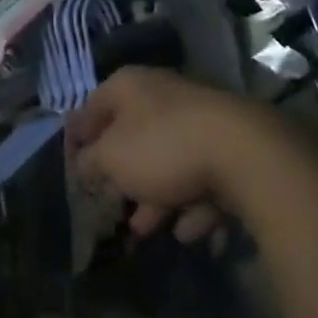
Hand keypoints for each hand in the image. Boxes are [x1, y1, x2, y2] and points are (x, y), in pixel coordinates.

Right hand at [66, 67, 285, 241]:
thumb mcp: (111, 157)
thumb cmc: (162, 147)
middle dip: (122, 177)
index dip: (79, 135)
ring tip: (147, 231)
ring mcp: (200, 119)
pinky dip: (192, 203)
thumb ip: (91, 161)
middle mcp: (164, 95)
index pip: (93, 106)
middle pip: (133, 137)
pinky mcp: (230, 146)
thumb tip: (84, 163)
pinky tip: (189, 229)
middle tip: (112, 206)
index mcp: (130, 86)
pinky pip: (201, 176)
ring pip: (168, 161)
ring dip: (156, 198)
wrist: (245, 153)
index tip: (72, 164)